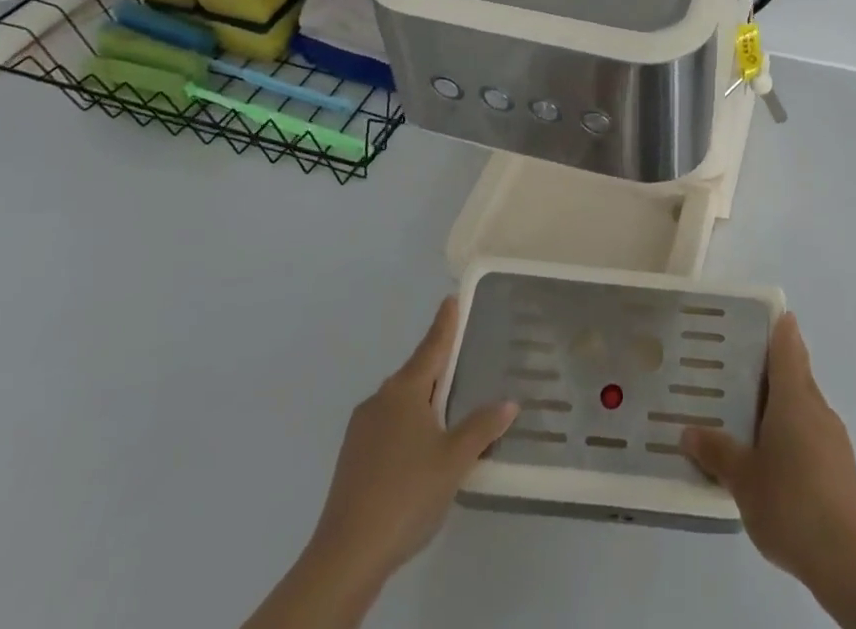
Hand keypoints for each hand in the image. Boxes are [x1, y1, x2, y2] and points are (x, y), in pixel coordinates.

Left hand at [310, 296, 518, 580]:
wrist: (346, 556)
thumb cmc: (407, 494)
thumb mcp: (455, 460)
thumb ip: (482, 427)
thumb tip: (509, 402)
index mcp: (405, 390)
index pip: (432, 346)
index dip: (445, 323)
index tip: (451, 299)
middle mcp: (381, 399)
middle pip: (416, 373)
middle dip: (439, 367)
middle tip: (465, 361)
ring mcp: (362, 430)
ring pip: (401, 402)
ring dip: (424, 401)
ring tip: (450, 410)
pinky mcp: (352, 459)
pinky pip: (389, 426)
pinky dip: (409, 426)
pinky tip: (422, 450)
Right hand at [681, 312, 855, 584]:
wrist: (846, 559)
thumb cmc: (790, 503)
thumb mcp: (742, 479)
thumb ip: (716, 452)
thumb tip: (687, 432)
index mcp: (794, 397)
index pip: (788, 346)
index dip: (779, 327)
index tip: (765, 315)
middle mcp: (816, 407)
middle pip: (797, 373)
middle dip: (774, 366)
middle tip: (740, 364)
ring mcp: (833, 437)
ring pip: (804, 404)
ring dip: (782, 402)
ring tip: (749, 412)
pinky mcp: (840, 466)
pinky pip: (812, 431)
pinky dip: (793, 431)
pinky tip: (773, 456)